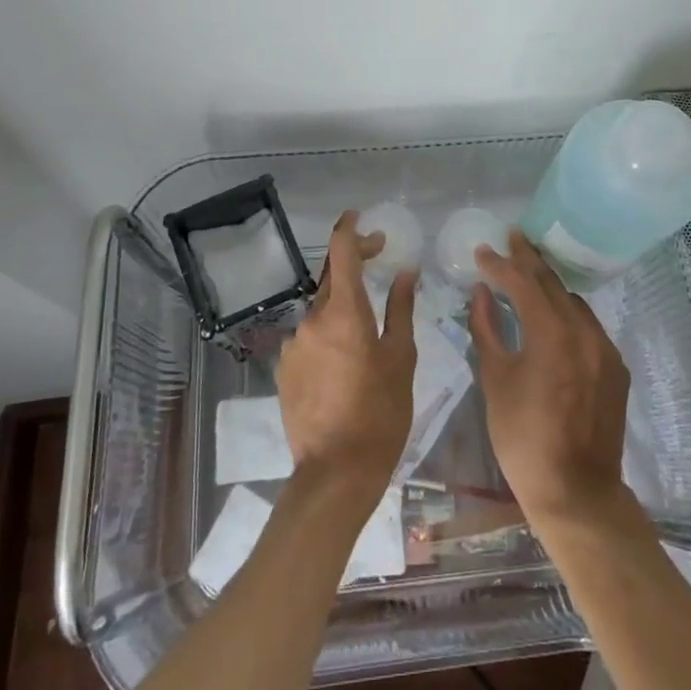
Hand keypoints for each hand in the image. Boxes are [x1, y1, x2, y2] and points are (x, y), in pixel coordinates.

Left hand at [276, 211, 417, 507]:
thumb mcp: (401, 358)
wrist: (335, 473)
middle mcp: (312, 320)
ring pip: (321, 313)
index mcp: (344, 312)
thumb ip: (401, 308)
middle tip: (380, 263)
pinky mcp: (284, 369)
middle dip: (354, 267)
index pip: (341, 252)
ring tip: (367, 336)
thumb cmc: (381, 413)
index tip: (360, 216)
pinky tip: (345, 365)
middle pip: (331, 281)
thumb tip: (405, 271)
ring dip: (342, 310)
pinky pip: (310, 339)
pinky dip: (328, 337)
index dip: (349, 229)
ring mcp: (294, 345)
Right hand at [468, 230, 632, 529]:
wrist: (577, 492)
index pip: (523, 283)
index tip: (482, 250)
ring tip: (528, 274)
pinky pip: (588, 326)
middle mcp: (584, 331)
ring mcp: (605, 349)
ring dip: (549, 286)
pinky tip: (552, 317)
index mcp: (551, 333)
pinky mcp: (615, 368)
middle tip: (512, 237)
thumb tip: (481, 293)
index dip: (500, 264)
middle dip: (529, 259)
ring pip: (573, 302)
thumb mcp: (495, 380)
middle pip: (553, 284)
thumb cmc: (523, 439)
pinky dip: (567, 313)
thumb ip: (487, 329)